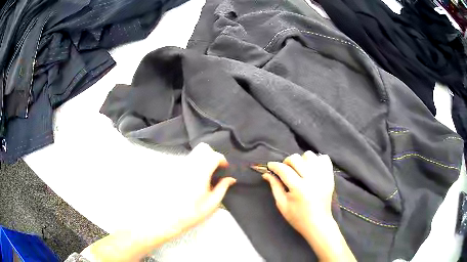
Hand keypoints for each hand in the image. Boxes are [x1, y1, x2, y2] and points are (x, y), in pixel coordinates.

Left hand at [170, 143, 236, 232]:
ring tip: (207, 173)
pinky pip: (188, 160)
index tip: (225, 168)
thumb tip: (231, 179)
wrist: (170, 217)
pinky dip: (196, 163)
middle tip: (216, 168)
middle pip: (203, 148)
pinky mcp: (175, 170)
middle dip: (213, 154)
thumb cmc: (193, 212)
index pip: (214, 156)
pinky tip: (197, 177)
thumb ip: (222, 188)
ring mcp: (180, 167)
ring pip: (195, 152)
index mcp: (200, 173)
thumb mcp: (212, 203)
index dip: (222, 160)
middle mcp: (189, 166)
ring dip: (204, 158)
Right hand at [262, 151, 334, 234]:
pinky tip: (311, 169)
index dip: (274, 165)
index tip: (270, 166)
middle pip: (296, 159)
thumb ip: (275, 186)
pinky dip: (316, 160)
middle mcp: (312, 179)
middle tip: (285, 170)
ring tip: (299, 170)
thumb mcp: (282, 204)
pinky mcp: (330, 176)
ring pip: (310, 155)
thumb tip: (266, 173)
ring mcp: (323, 176)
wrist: (318, 223)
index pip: (284, 170)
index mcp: (299, 188)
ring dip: (301, 160)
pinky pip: (324, 158)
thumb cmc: (297, 217)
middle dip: (286, 162)